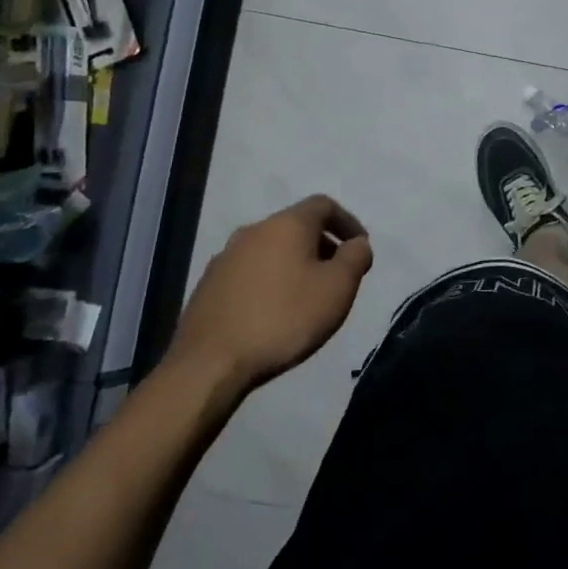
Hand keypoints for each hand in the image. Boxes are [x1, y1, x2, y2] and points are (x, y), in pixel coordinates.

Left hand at [168, 195, 372, 394]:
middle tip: (337, 275)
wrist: (209, 364)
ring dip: (294, 263)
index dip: (348, 222)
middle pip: (296, 226)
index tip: (359, 248)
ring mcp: (225, 258)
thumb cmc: (284, 318)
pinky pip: (249, 272)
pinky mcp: (207, 285)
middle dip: (322, 245)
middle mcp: (253, 231)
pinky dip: (269, 281)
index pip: (324, 205)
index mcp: (286, 224)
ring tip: (306, 296)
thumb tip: (358, 244)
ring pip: (271, 249)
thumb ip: (355, 257)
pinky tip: (273, 312)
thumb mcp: (338, 288)